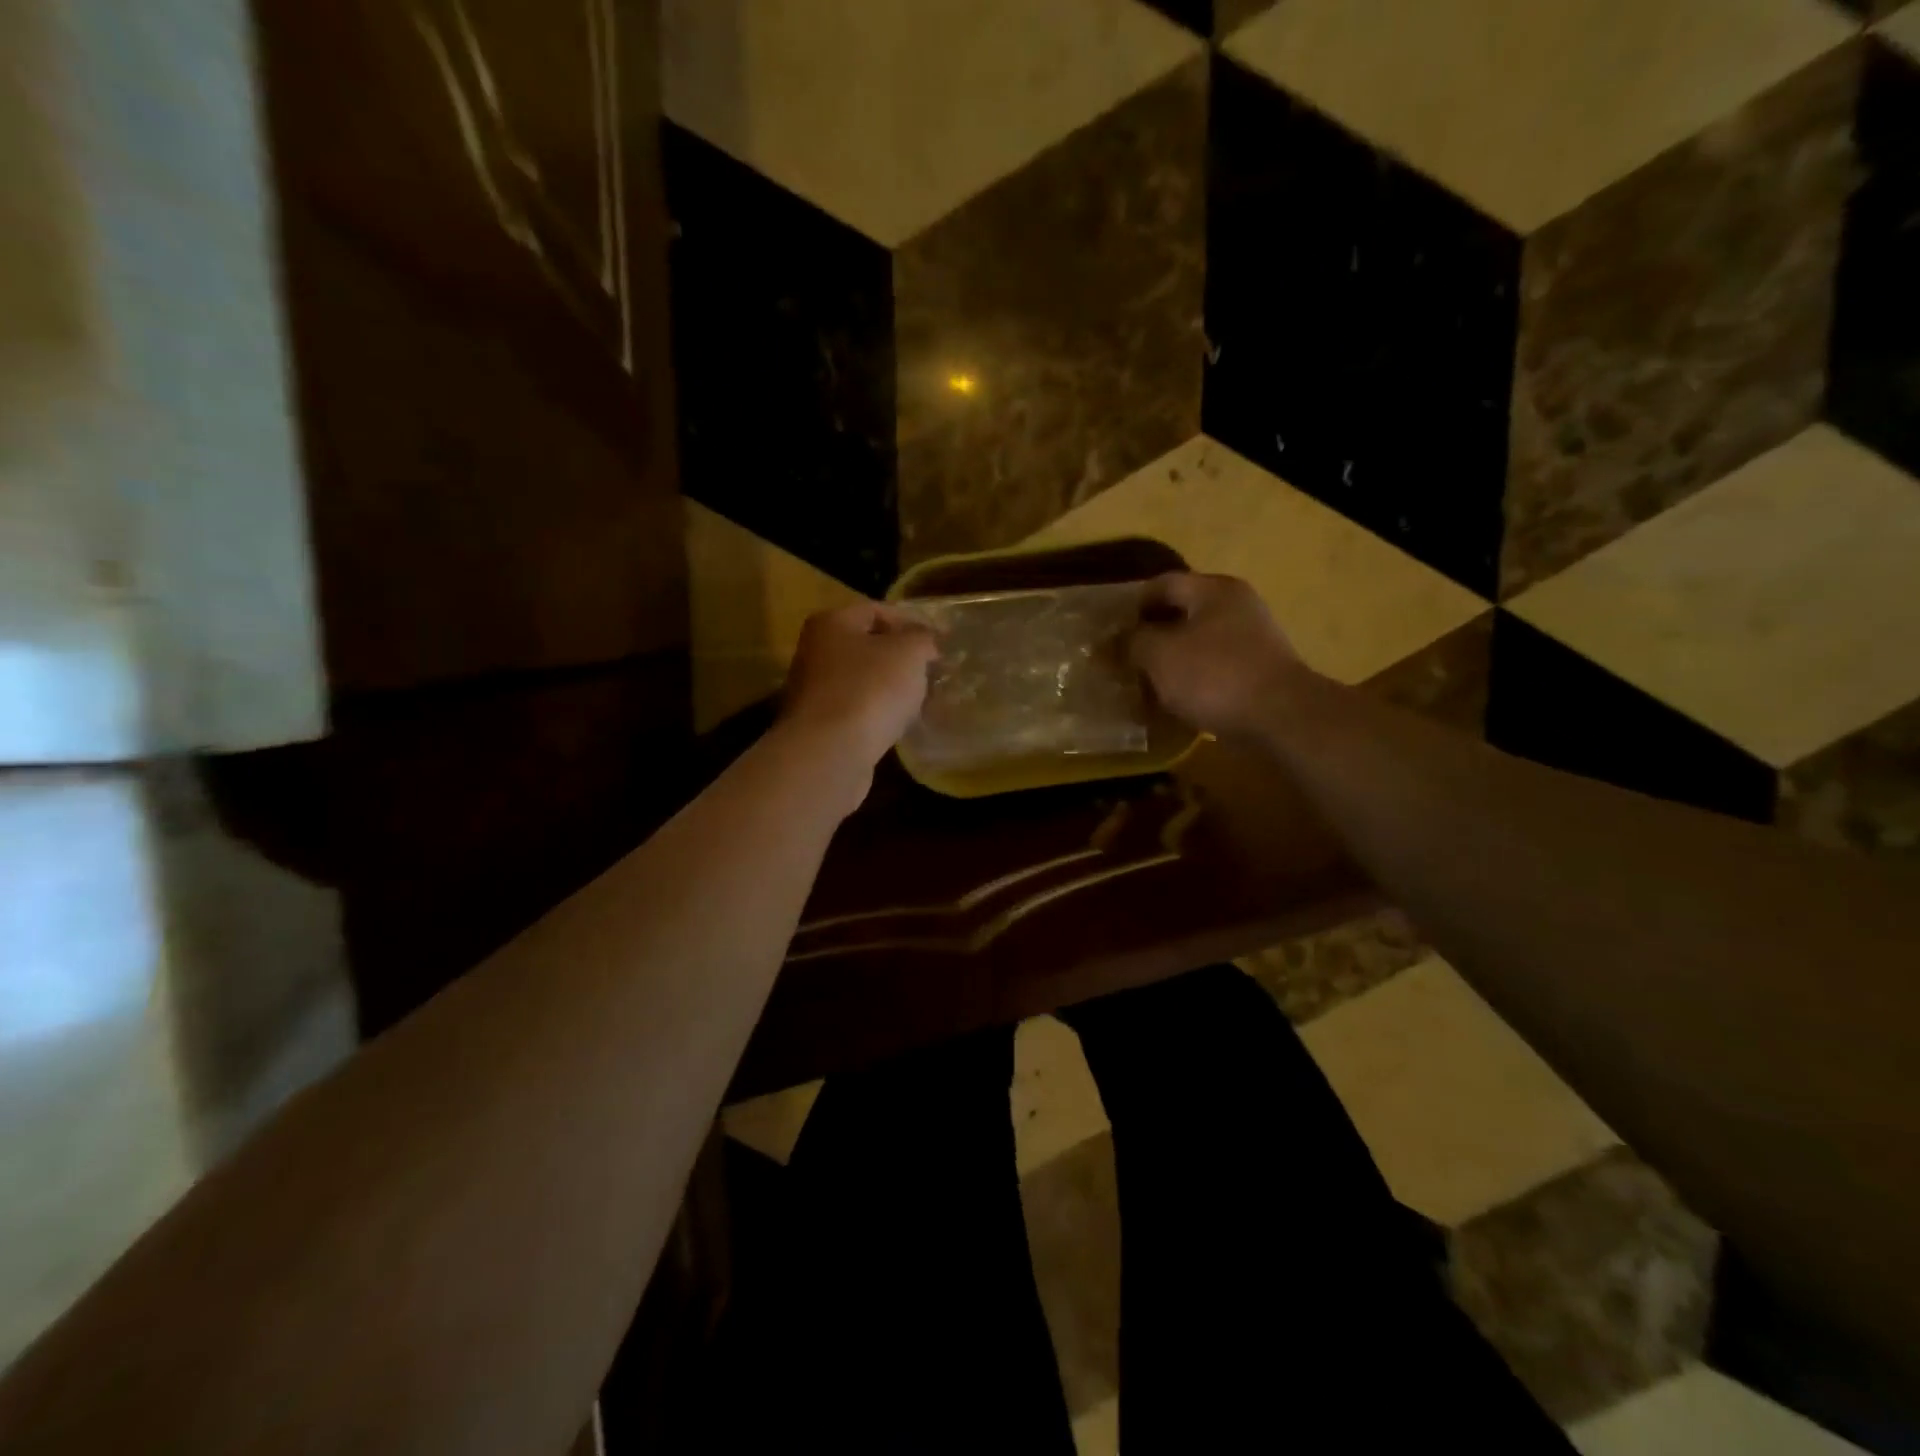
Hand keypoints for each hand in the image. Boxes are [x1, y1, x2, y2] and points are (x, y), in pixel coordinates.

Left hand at [779, 602, 937, 791]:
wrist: (831, 752)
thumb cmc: (870, 688)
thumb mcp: (909, 652)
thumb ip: (922, 638)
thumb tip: (925, 641)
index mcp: (831, 623)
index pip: (875, 610)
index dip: (910, 622)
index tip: (937, 643)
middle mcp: (815, 652)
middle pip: (866, 646)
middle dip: (900, 658)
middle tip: (931, 672)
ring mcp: (813, 691)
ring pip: (861, 681)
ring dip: (889, 688)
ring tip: (919, 700)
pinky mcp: (819, 726)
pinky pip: (856, 711)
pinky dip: (877, 714)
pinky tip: (897, 725)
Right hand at [1129, 572, 1305, 738]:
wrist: (1280, 719)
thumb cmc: (1213, 676)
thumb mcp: (1159, 655)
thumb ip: (1132, 642)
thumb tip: (1114, 641)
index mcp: (1213, 590)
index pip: (1162, 584)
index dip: (1132, 606)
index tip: (1110, 633)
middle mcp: (1236, 607)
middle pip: (1181, 614)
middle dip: (1150, 637)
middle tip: (1123, 660)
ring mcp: (1251, 640)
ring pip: (1196, 645)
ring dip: (1169, 663)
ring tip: (1144, 686)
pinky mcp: (1257, 673)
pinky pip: (1213, 670)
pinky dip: (1191, 682)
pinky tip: (1173, 703)